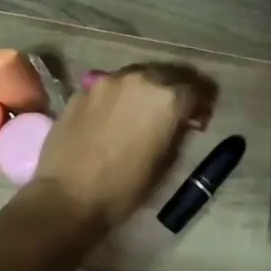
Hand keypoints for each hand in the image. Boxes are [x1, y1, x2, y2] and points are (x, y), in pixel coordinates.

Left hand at [23, 64, 215, 235]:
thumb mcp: (166, 162)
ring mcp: (107, 81)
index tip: (200, 119)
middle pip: (169, 73)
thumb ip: (178, 132)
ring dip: (149, 88)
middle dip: (178, 89)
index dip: (203, 104)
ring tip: (145, 111)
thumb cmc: (125, 187)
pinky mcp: (83, 90)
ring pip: (139, 75)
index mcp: (167, 98)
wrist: (67, 196)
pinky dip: (121, 95)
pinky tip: (116, 116)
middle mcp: (140, 78)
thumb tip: (182, 121)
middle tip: (177, 110)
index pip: (197, 89)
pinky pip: (111, 86)